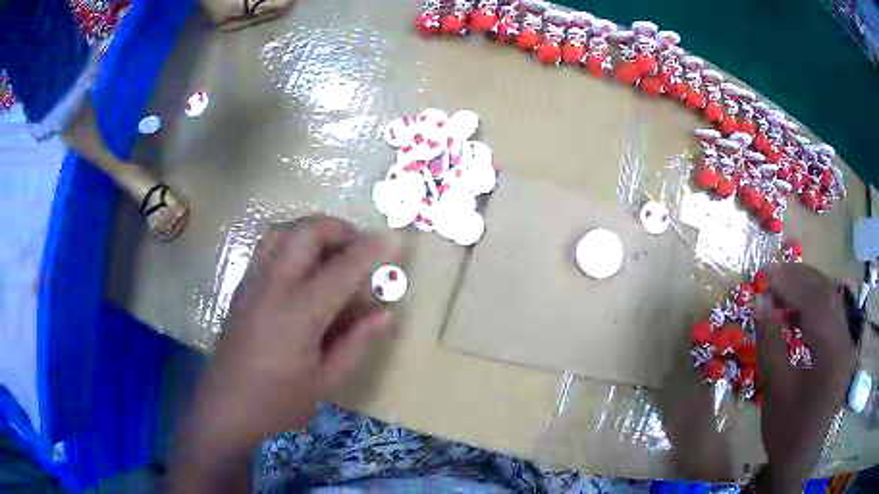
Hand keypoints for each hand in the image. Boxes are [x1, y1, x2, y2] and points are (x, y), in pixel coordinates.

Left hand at [172, 216, 393, 491]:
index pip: (342, 269)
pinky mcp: (241, 288)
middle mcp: (273, 287)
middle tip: (359, 247)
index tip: (396, 240)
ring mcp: (252, 283)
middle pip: (306, 232)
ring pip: (282, 231)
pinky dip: (291, 242)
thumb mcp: (326, 381)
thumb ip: (356, 343)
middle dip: (338, 229)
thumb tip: (385, 314)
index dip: (372, 250)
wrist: (226, 407)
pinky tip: (302, 270)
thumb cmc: (278, 402)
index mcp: (298, 313)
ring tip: (330, 252)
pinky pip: (267, 247)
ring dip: (311, 231)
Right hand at [752, 263, 856, 492]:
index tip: (765, 274)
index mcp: (832, 354)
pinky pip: (832, 316)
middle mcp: (845, 342)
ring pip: (831, 300)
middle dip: (800, 278)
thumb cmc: (786, 432)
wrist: (798, 461)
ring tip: (783, 290)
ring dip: (808, 289)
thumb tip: (760, 302)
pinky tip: (799, 312)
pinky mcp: (843, 350)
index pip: (816, 301)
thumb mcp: (775, 391)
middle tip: (773, 276)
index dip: (791, 283)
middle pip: (827, 293)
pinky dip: (815, 306)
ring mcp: (846, 345)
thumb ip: (771, 343)